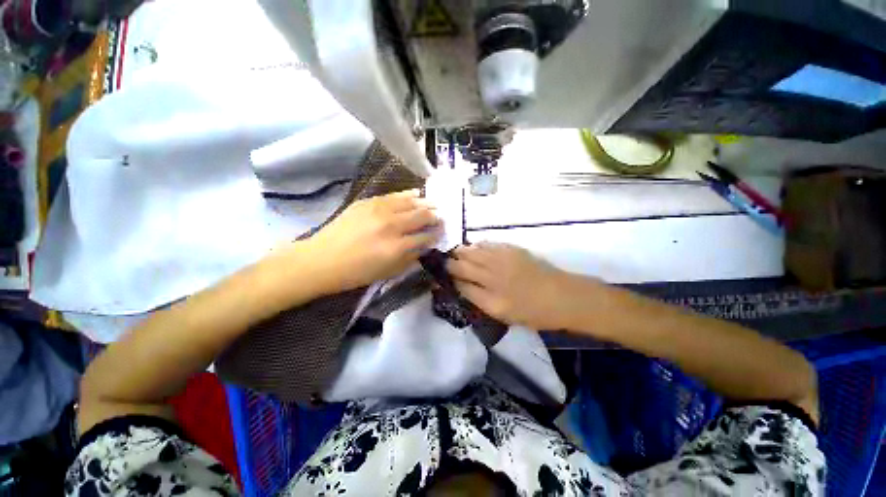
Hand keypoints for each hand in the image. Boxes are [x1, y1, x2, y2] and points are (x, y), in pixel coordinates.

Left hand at [303, 189, 440, 292]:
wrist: (321, 260)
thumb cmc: (356, 273)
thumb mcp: (388, 273)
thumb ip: (410, 258)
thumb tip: (425, 246)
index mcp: (397, 247)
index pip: (425, 236)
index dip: (436, 234)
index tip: (442, 232)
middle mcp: (391, 225)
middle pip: (421, 216)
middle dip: (435, 216)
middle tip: (440, 217)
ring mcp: (379, 210)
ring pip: (410, 202)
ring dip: (424, 203)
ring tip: (433, 204)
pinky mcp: (368, 202)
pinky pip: (393, 195)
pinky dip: (407, 195)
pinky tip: (415, 194)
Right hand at [447, 243, 581, 329]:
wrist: (563, 296)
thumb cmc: (533, 312)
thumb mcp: (503, 315)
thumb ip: (480, 300)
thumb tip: (462, 285)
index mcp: (491, 300)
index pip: (461, 286)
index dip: (450, 280)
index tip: (444, 277)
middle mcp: (493, 278)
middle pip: (462, 266)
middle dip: (450, 263)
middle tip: (445, 263)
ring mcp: (502, 261)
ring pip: (472, 252)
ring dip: (461, 252)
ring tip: (456, 253)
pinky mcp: (511, 249)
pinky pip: (487, 244)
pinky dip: (477, 246)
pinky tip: (475, 248)